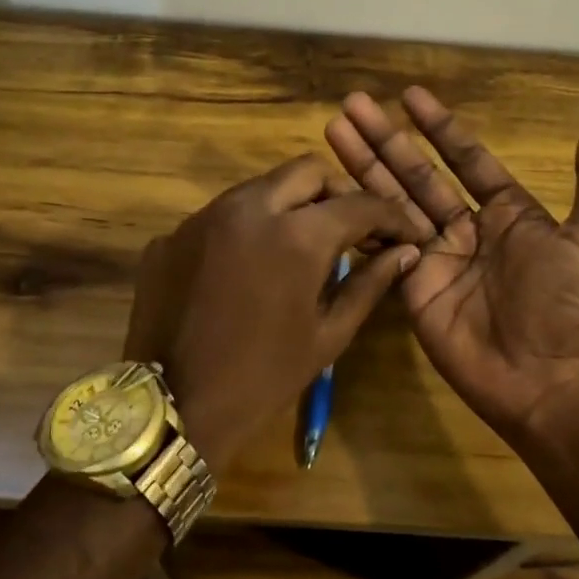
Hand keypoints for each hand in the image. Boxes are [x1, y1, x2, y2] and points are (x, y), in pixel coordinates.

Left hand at [122, 154, 419, 473]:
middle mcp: (248, 208)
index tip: (403, 234)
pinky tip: (250, 267)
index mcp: (296, 235)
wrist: (173, 407)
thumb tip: (405, 253)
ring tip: (302, 245)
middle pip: (307, 171)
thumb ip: (369, 284)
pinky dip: (248, 228)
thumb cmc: (263, 379)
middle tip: (351, 230)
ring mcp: (203, 217)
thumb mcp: (327, 334)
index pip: (358, 203)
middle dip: (338, 193)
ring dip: (291, 205)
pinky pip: (222, 215)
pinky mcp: (172, 235)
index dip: (391, 215)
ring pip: (261, 187)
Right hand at [324, 87, 578, 441]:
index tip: (409, 95)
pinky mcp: (409, 287)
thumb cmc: (572, 304)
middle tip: (352, 103)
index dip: (438, 126)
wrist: (547, 378)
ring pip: (391, 201)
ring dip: (363, 165)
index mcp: (507, 212)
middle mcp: (465, 228)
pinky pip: (381, 246)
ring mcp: (433, 257)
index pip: (464, 157)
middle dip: (385, 138)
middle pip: (417, 173)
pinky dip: (358, 218)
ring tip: (333, 129)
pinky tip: (332, 189)